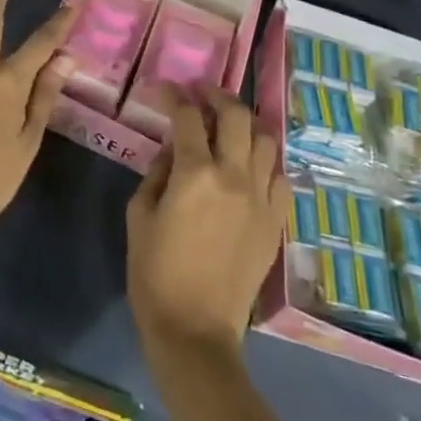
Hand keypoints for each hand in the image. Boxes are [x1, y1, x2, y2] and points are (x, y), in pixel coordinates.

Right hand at [127, 87, 285, 358]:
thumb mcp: (139, 216)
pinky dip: (266, 163)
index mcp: (195, 173)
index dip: (174, 96)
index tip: (164, 89)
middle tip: (202, 95)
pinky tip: (250, 167)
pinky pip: (281, 177)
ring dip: (246, 125)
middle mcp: (234, 176)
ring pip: (265, 140)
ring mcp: (261, 198)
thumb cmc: (155, 274)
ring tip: (230, 127)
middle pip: (236, 115)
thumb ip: (156, 173)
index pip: (187, 116)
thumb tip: (172, 150)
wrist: (195, 331)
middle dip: (216, 96)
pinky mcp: (276, 222)